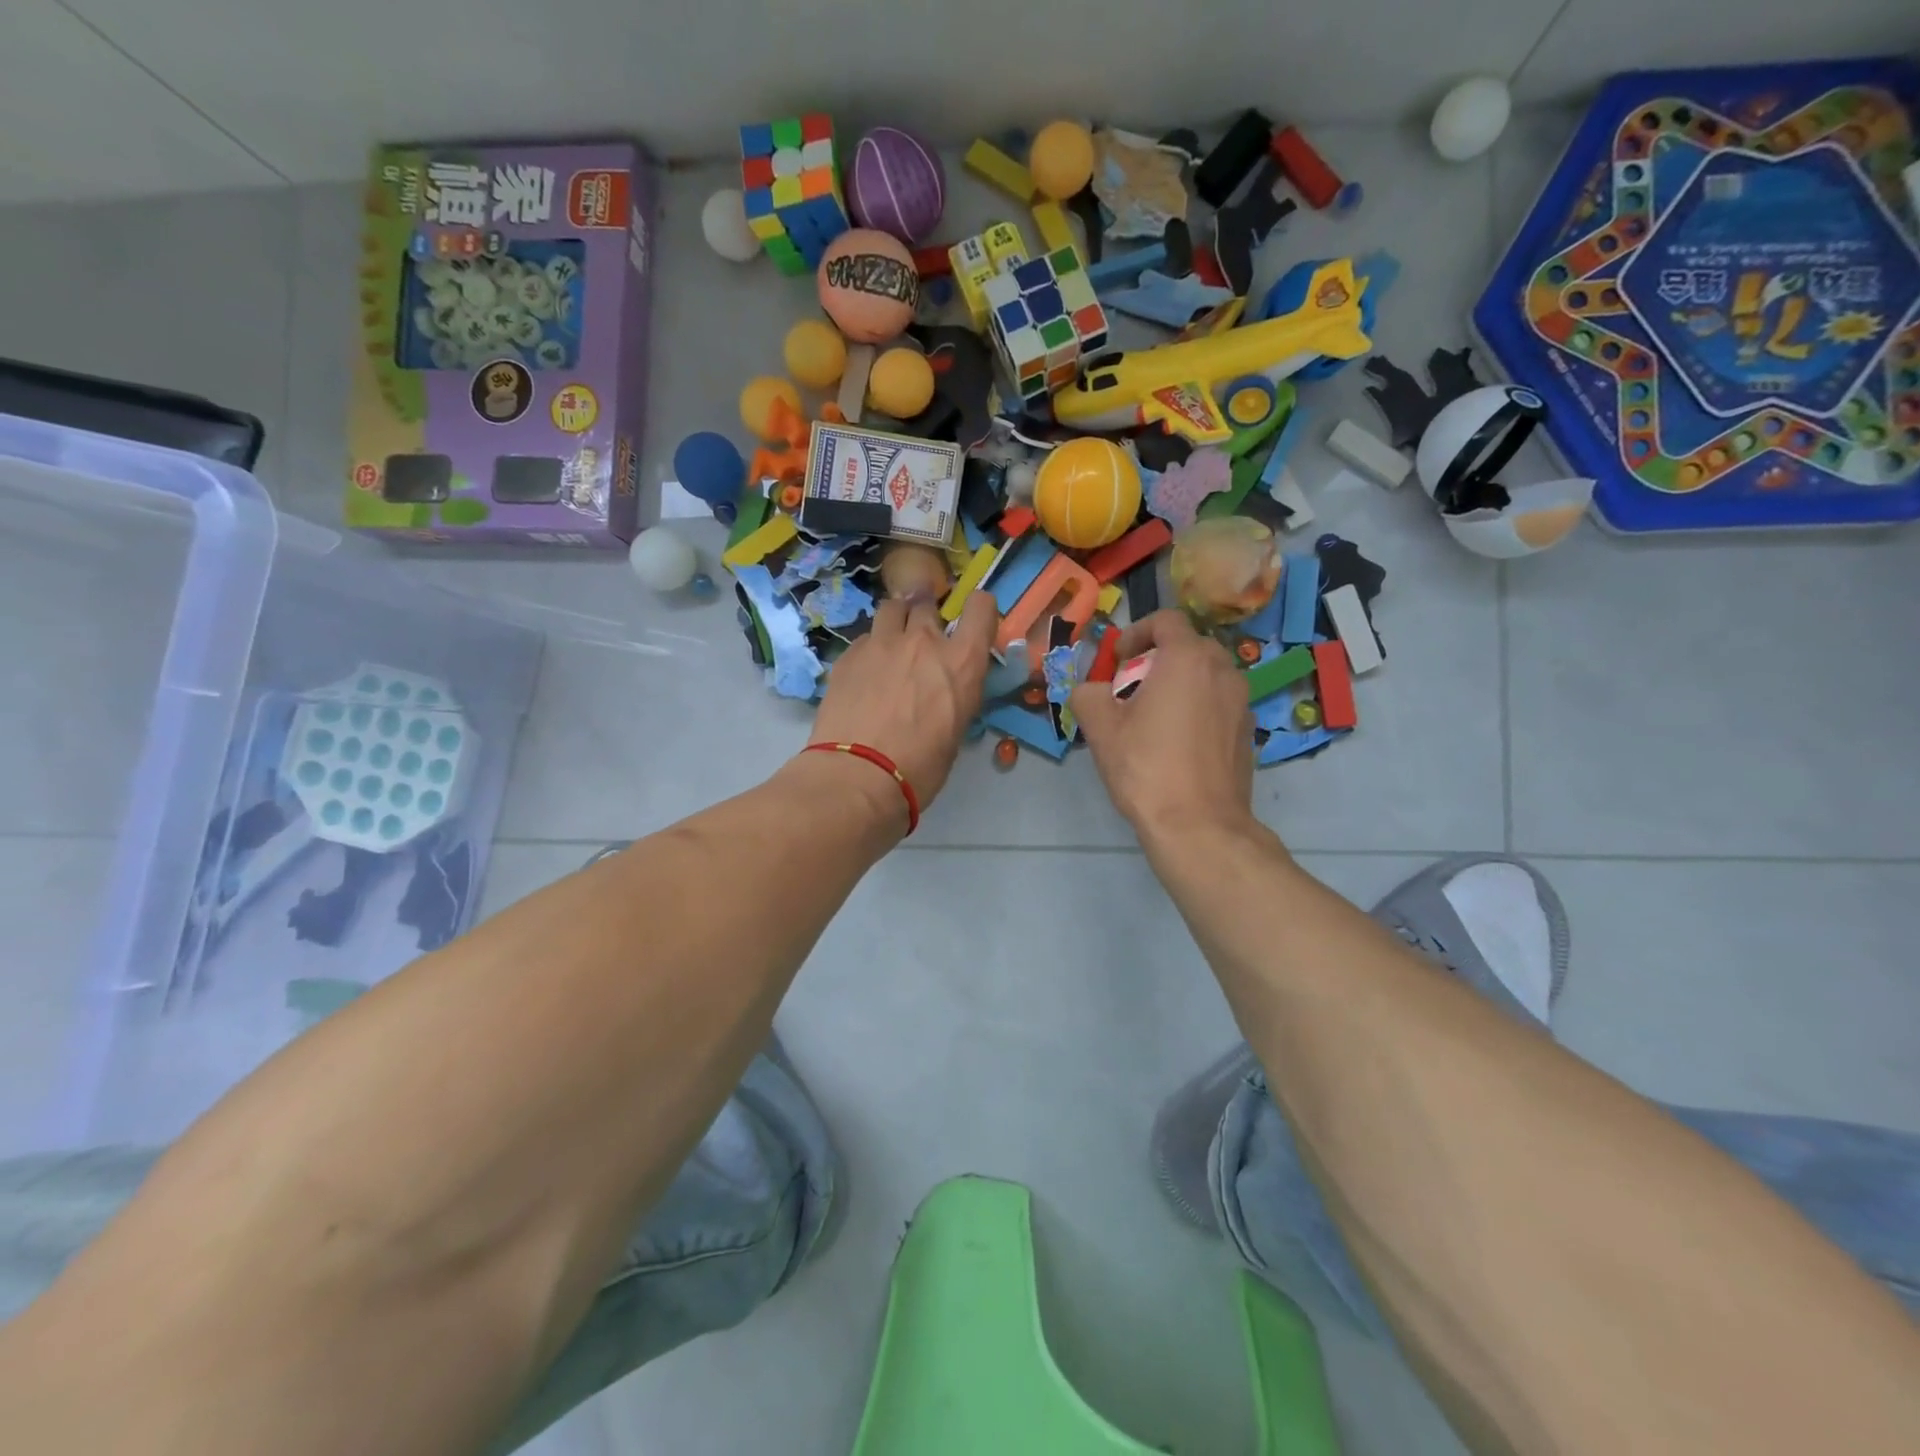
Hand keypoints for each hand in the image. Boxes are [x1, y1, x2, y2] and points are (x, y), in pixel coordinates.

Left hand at [809, 593, 998, 810]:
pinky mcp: (848, 655)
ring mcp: (882, 643)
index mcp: (961, 662)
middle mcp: (923, 641)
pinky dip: (870, 648)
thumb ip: (954, 696)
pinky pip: (865, 638)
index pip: (981, 607)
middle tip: (923, 646)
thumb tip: (944, 692)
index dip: (978, 611)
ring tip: (892, 645)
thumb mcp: (955, 731)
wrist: (859, 776)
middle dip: (928, 620)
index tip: (972, 625)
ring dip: (897, 621)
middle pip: (928, 606)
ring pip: (892, 609)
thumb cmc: (919, 767)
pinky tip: (865, 673)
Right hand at [1070, 611, 1254, 842]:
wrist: (1198, 825)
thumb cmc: (1147, 768)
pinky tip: (1177, 745)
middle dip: (1156, 660)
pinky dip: (1197, 709)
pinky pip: (1218, 704)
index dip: (1136, 633)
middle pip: (1188, 647)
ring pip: (1206, 676)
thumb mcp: (1101, 728)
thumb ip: (1088, 694)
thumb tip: (1090, 690)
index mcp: (1188, 659)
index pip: (1166, 620)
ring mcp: (1242, 702)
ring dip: (1178, 685)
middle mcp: (1223, 671)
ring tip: (1153, 719)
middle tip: (1131, 691)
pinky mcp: (1248, 731)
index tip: (1118, 662)